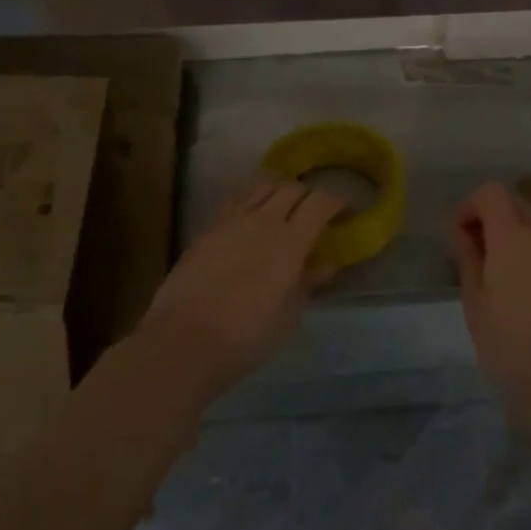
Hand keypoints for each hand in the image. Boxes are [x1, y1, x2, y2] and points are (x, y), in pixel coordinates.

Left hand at [139, 177, 344, 393]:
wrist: (183, 342)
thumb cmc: (246, 336)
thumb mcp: (288, 315)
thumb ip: (308, 282)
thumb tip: (325, 264)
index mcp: (290, 240)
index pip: (322, 202)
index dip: (338, 202)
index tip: (346, 214)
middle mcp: (263, 220)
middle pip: (292, 188)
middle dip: (309, 196)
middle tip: (314, 216)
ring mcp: (232, 220)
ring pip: (262, 187)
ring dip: (280, 192)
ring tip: (283, 210)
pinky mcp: (208, 228)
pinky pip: (236, 199)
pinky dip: (252, 199)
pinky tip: (252, 217)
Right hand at [448, 183, 530, 422]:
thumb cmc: (510, 345)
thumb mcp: (475, 302)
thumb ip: (467, 257)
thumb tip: (461, 231)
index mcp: (514, 236)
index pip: (491, 193)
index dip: (470, 205)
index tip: (459, 234)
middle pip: (517, 206)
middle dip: (494, 220)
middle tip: (478, 255)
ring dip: (519, 239)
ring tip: (507, 279)